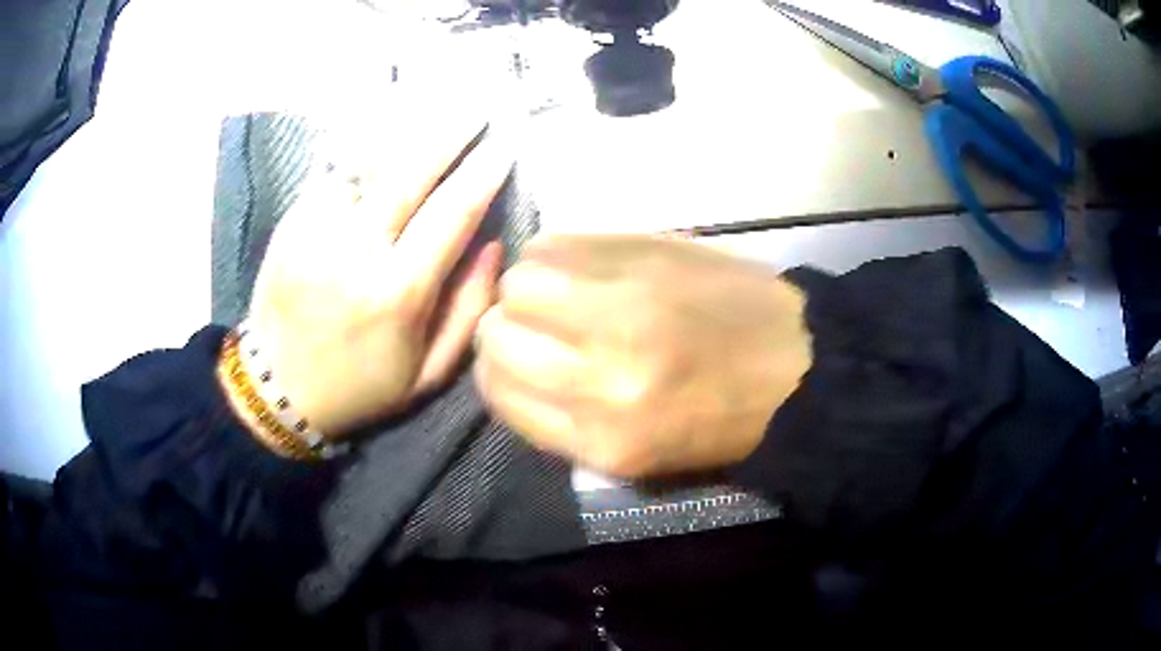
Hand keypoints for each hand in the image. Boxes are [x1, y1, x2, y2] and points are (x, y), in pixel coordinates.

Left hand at [246, 120, 511, 436]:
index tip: (503, 147)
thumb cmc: (360, 386)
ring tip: (432, 110)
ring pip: (368, 164)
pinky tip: (381, 140)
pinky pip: (333, 174)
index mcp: (399, 293)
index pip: (452, 214)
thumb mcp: (428, 372)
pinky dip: (362, 153)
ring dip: (405, 135)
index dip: (482, 175)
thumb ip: (468, 311)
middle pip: (409, 174)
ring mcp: (316, 232)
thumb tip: (492, 246)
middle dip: (448, 135)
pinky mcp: (291, 224)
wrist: (278, 388)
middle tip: (475, 109)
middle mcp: (357, 252)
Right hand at [474, 235, 811, 477]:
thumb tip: (508, 369)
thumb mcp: (636, 456)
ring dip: (527, 287)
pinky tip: (582, 267)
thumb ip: (561, 421)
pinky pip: (559, 243)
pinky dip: (555, 254)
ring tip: (559, 293)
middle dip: (504, 328)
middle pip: (497, 332)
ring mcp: (624, 305)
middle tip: (534, 326)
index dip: (494, 372)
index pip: (498, 392)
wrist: (800, 364)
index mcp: (602, 438)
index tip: (512, 361)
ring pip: (520, 280)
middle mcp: (601, 374)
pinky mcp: (645, 253)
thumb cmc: (722, 422)